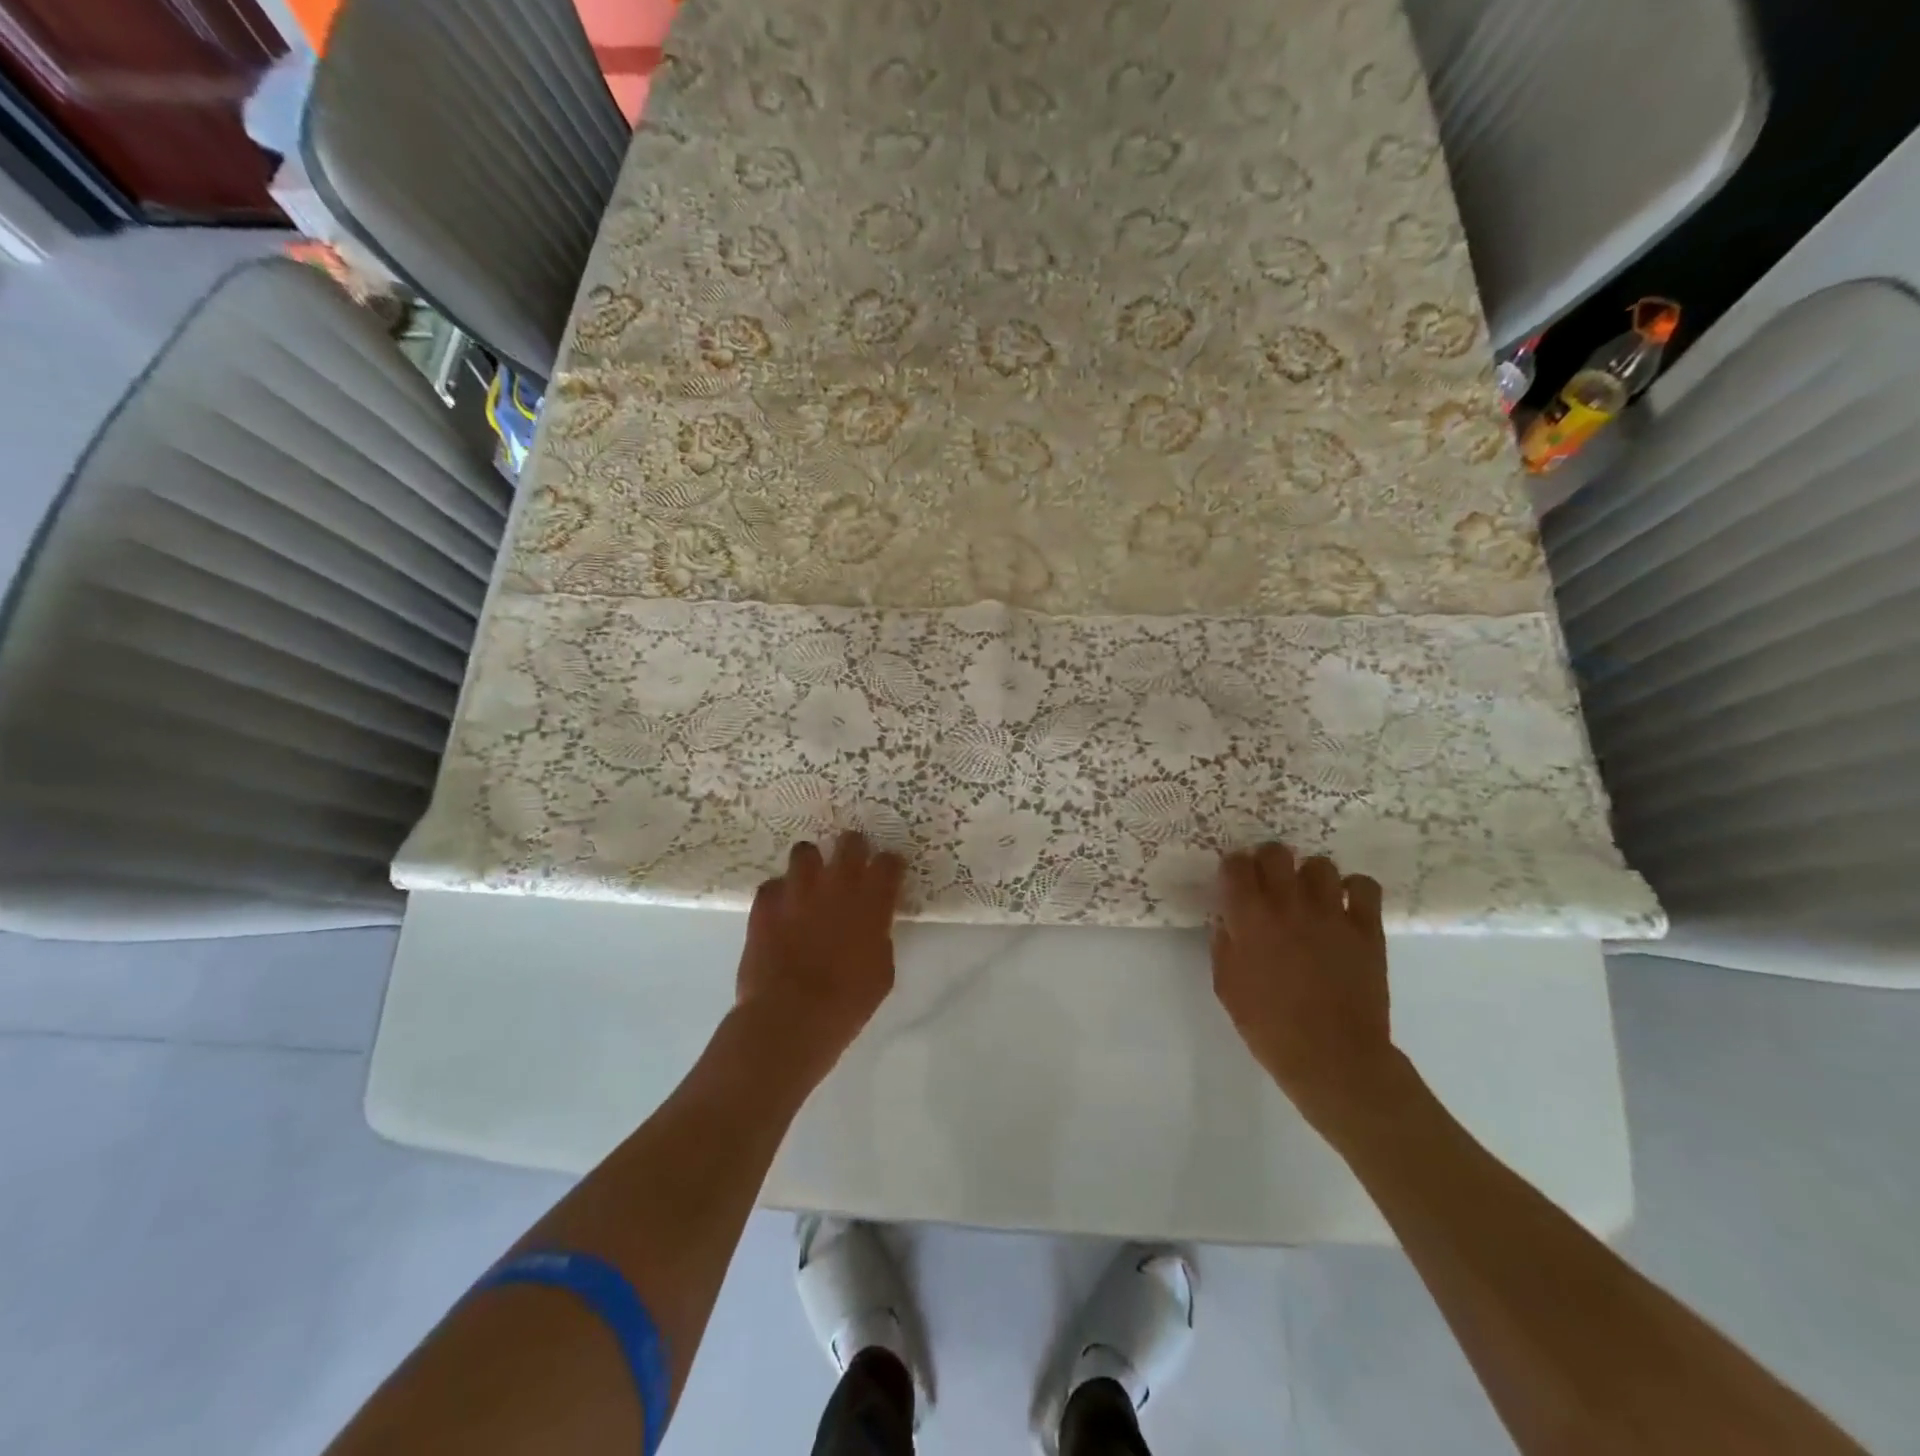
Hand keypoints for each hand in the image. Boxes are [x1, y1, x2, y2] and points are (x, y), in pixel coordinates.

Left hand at [735, 832, 905, 1083]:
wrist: (790, 1016)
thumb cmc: (847, 1002)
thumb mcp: (881, 972)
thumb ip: (879, 938)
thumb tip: (872, 928)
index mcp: (872, 901)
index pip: (888, 862)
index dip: (889, 865)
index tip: (888, 872)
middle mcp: (837, 885)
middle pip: (850, 843)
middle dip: (853, 848)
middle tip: (851, 863)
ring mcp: (797, 890)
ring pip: (805, 851)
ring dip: (811, 864)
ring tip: (810, 880)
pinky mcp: (765, 904)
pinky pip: (772, 885)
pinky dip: (778, 893)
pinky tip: (781, 909)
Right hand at [1211, 843, 1411, 1136]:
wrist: (1333, 1058)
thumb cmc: (1269, 1027)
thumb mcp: (1227, 986)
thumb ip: (1224, 945)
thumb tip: (1229, 920)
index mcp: (1249, 918)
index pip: (1236, 865)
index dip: (1233, 868)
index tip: (1234, 881)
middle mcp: (1288, 905)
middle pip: (1276, 852)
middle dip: (1268, 861)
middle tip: (1268, 882)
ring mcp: (1332, 914)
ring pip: (1319, 865)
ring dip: (1309, 876)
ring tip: (1308, 897)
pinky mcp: (1367, 929)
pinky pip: (1364, 886)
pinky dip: (1353, 889)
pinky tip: (1345, 906)